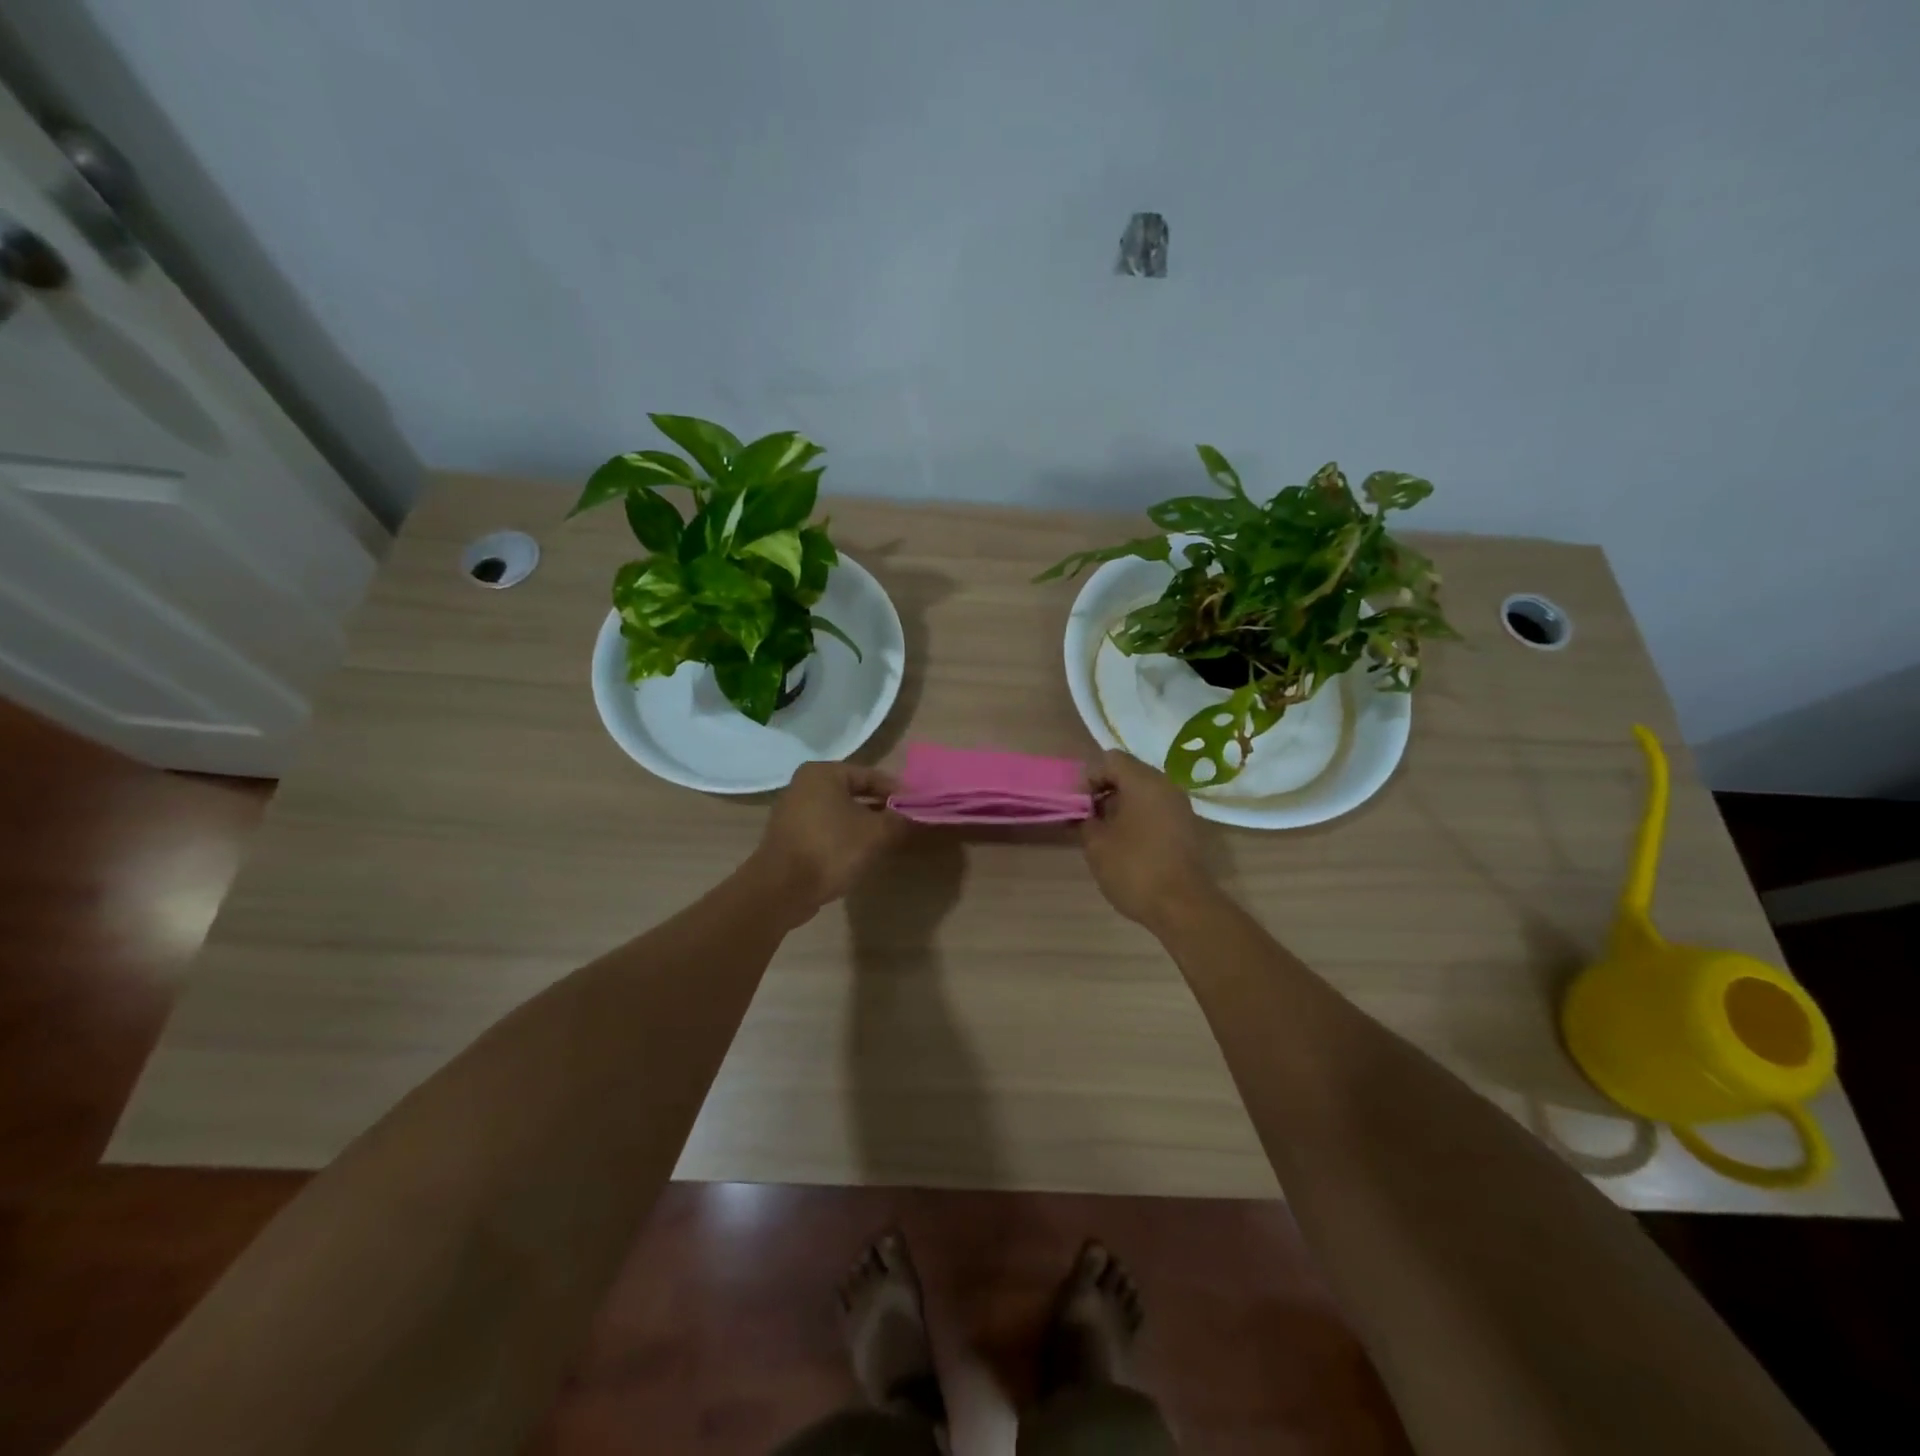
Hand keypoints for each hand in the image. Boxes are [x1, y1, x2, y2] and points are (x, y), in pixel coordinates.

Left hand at [748, 761, 906, 921]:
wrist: (781, 889)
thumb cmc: (831, 849)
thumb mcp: (875, 833)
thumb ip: (899, 819)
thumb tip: (916, 813)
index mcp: (823, 773)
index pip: (871, 776)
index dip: (898, 791)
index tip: (918, 807)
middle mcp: (804, 785)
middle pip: (855, 793)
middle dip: (881, 808)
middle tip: (905, 824)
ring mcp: (793, 812)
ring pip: (841, 813)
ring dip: (865, 824)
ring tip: (888, 840)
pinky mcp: (790, 837)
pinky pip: (827, 829)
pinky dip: (845, 837)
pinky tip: (861, 853)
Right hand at [1081, 750, 1215, 929]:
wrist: (1183, 906)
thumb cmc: (1134, 868)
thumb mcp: (1096, 844)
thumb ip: (1085, 820)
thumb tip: (1084, 813)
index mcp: (1144, 781)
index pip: (1111, 760)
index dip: (1089, 778)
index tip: (1079, 805)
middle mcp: (1166, 786)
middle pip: (1129, 774)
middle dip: (1104, 792)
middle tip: (1087, 818)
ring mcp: (1180, 807)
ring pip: (1143, 793)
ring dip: (1120, 807)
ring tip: (1103, 834)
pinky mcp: (1186, 828)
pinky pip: (1156, 810)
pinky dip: (1138, 819)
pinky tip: (1125, 844)